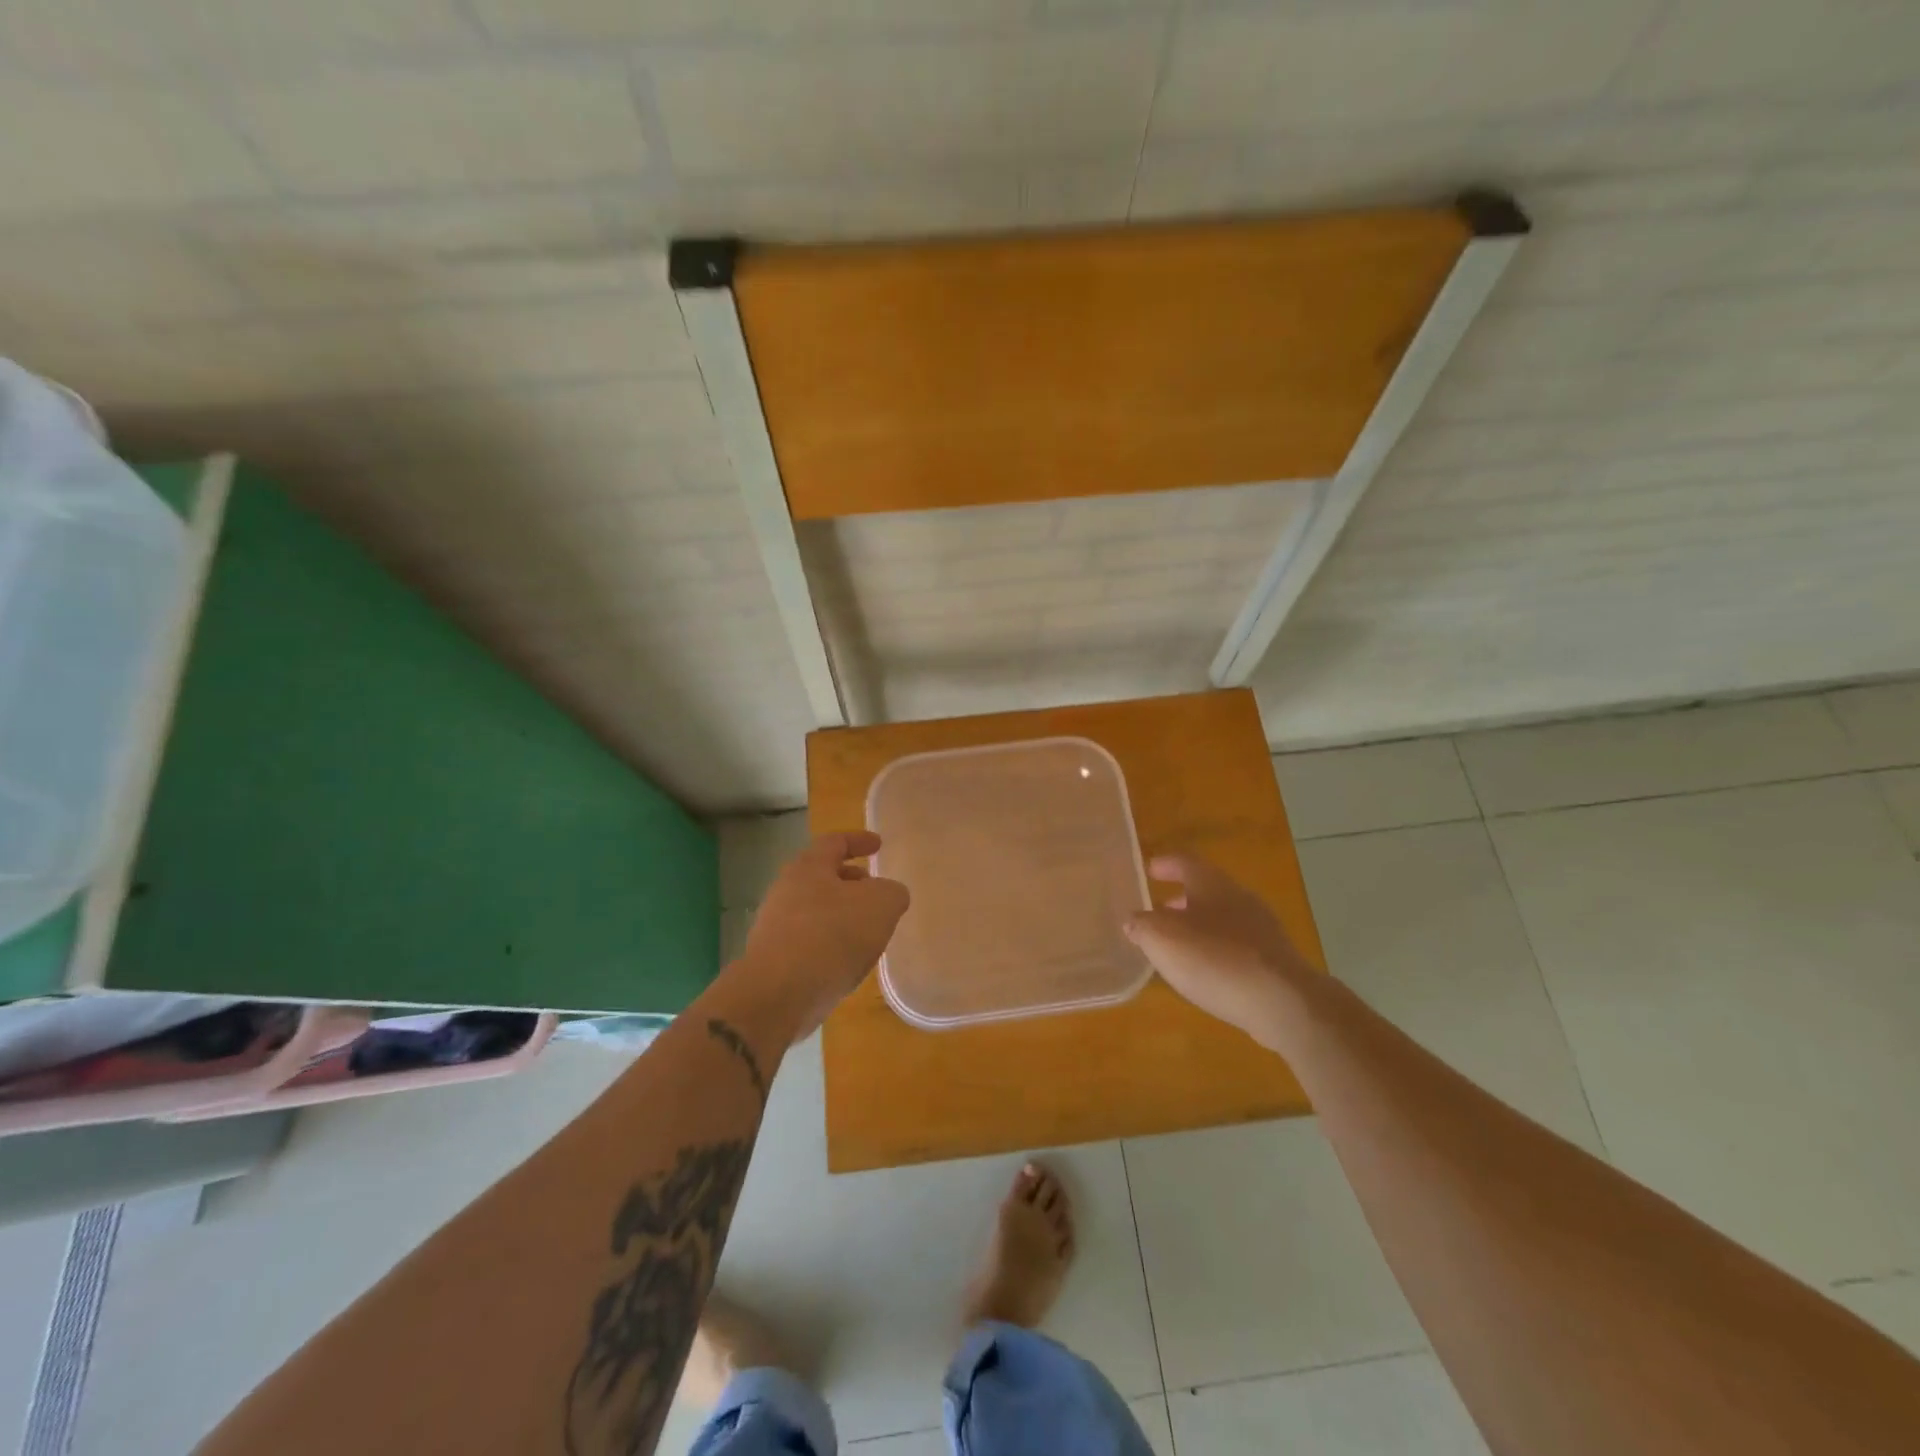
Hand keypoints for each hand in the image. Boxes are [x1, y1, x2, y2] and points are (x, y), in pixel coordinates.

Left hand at [737, 831, 909, 1038]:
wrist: (779, 994)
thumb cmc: (832, 934)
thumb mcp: (881, 905)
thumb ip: (892, 893)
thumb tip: (890, 895)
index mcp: (808, 867)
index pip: (835, 842)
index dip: (859, 840)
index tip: (878, 845)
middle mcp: (786, 890)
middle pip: (823, 877)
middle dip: (851, 881)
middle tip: (876, 891)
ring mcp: (775, 926)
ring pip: (816, 911)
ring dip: (842, 916)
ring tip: (869, 932)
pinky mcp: (774, 960)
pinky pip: (809, 942)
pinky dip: (831, 944)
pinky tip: (848, 962)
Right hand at [1124, 854, 1311, 1047]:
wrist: (1283, 1002)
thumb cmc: (1214, 959)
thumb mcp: (1162, 939)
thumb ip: (1142, 926)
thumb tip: (1134, 920)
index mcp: (1212, 884)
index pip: (1185, 862)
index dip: (1166, 864)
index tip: (1149, 869)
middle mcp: (1239, 898)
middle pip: (1206, 890)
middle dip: (1181, 899)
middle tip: (1158, 910)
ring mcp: (1262, 929)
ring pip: (1223, 918)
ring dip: (1199, 926)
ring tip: (1177, 946)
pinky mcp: (1275, 960)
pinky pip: (1238, 946)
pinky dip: (1217, 951)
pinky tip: (1206, 972)